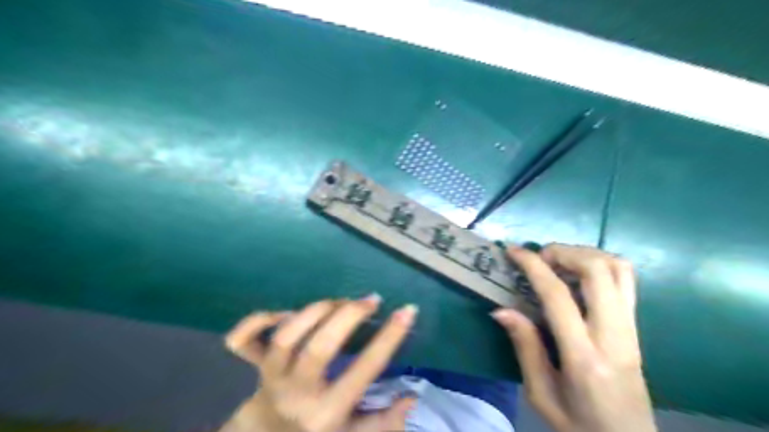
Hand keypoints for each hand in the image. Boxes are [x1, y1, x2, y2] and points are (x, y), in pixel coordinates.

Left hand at [219, 296, 418, 431]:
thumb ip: (383, 423)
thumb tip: (412, 397)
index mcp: (326, 413)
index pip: (364, 371)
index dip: (389, 338)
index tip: (408, 310)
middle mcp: (297, 393)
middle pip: (319, 348)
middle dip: (348, 316)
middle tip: (371, 300)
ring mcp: (270, 377)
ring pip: (286, 336)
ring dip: (316, 311)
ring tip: (340, 302)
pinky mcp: (252, 366)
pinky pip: (243, 339)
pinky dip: (259, 320)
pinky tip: (285, 312)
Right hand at [492, 244, 654, 430]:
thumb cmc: (579, 424)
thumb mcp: (540, 394)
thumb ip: (525, 347)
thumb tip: (501, 309)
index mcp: (584, 356)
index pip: (558, 295)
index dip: (533, 266)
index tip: (513, 251)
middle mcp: (614, 335)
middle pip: (596, 271)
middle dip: (563, 252)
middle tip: (539, 257)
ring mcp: (632, 329)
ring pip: (617, 269)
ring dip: (584, 254)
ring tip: (558, 261)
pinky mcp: (637, 327)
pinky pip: (626, 280)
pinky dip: (601, 264)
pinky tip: (579, 273)